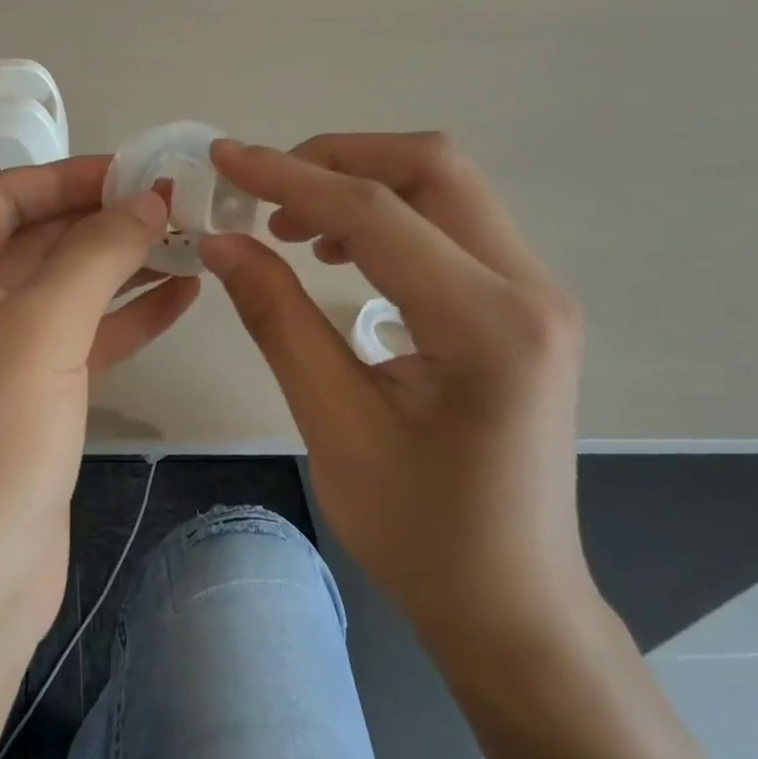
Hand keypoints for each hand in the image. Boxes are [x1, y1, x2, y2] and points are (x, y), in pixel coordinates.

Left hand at [0, 157, 198, 650]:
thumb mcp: (39, 332)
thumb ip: (96, 255)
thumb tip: (148, 199)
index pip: (7, 197)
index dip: (74, 176)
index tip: (142, 170)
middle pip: (40, 240)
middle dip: (107, 220)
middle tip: (181, 204)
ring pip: (68, 290)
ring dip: (125, 266)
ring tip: (193, 242)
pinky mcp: (32, 400)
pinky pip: (83, 339)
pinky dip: (128, 317)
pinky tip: (181, 297)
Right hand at [201, 134, 589, 649]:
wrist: (511, 599)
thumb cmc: (419, 530)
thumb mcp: (332, 423)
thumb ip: (276, 317)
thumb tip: (221, 240)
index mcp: (486, 324)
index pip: (376, 212)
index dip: (290, 176)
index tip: (225, 159)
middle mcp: (530, 288)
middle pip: (431, 167)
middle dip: (336, 159)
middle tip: (263, 191)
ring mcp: (536, 292)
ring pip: (445, 188)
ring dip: (362, 184)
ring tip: (293, 226)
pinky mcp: (525, 305)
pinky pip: (454, 226)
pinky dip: (390, 216)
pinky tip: (343, 255)